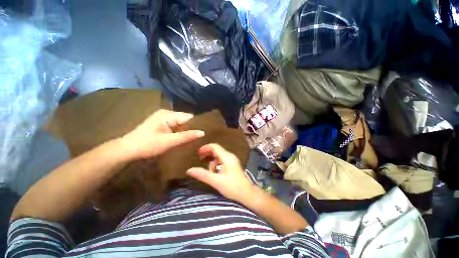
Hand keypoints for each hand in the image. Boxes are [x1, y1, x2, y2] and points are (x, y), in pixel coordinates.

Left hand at [121, 110, 204, 158]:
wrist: (127, 150)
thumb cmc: (147, 145)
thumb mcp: (169, 141)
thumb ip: (186, 136)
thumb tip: (202, 132)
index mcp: (167, 115)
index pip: (188, 117)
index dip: (197, 124)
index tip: (206, 131)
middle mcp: (167, 114)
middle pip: (185, 120)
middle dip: (192, 128)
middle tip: (201, 137)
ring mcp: (164, 119)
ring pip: (181, 124)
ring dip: (186, 131)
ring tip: (196, 138)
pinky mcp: (162, 125)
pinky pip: (176, 127)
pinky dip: (180, 132)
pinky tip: (185, 138)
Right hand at [186, 144, 254, 201]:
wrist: (247, 194)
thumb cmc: (233, 187)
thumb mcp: (216, 181)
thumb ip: (203, 175)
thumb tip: (189, 170)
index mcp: (227, 157)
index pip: (215, 146)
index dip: (205, 148)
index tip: (197, 154)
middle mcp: (230, 156)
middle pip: (217, 150)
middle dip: (208, 154)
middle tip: (200, 159)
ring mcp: (232, 160)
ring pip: (219, 156)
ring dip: (212, 162)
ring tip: (209, 172)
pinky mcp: (233, 165)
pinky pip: (222, 161)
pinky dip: (217, 165)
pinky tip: (216, 173)